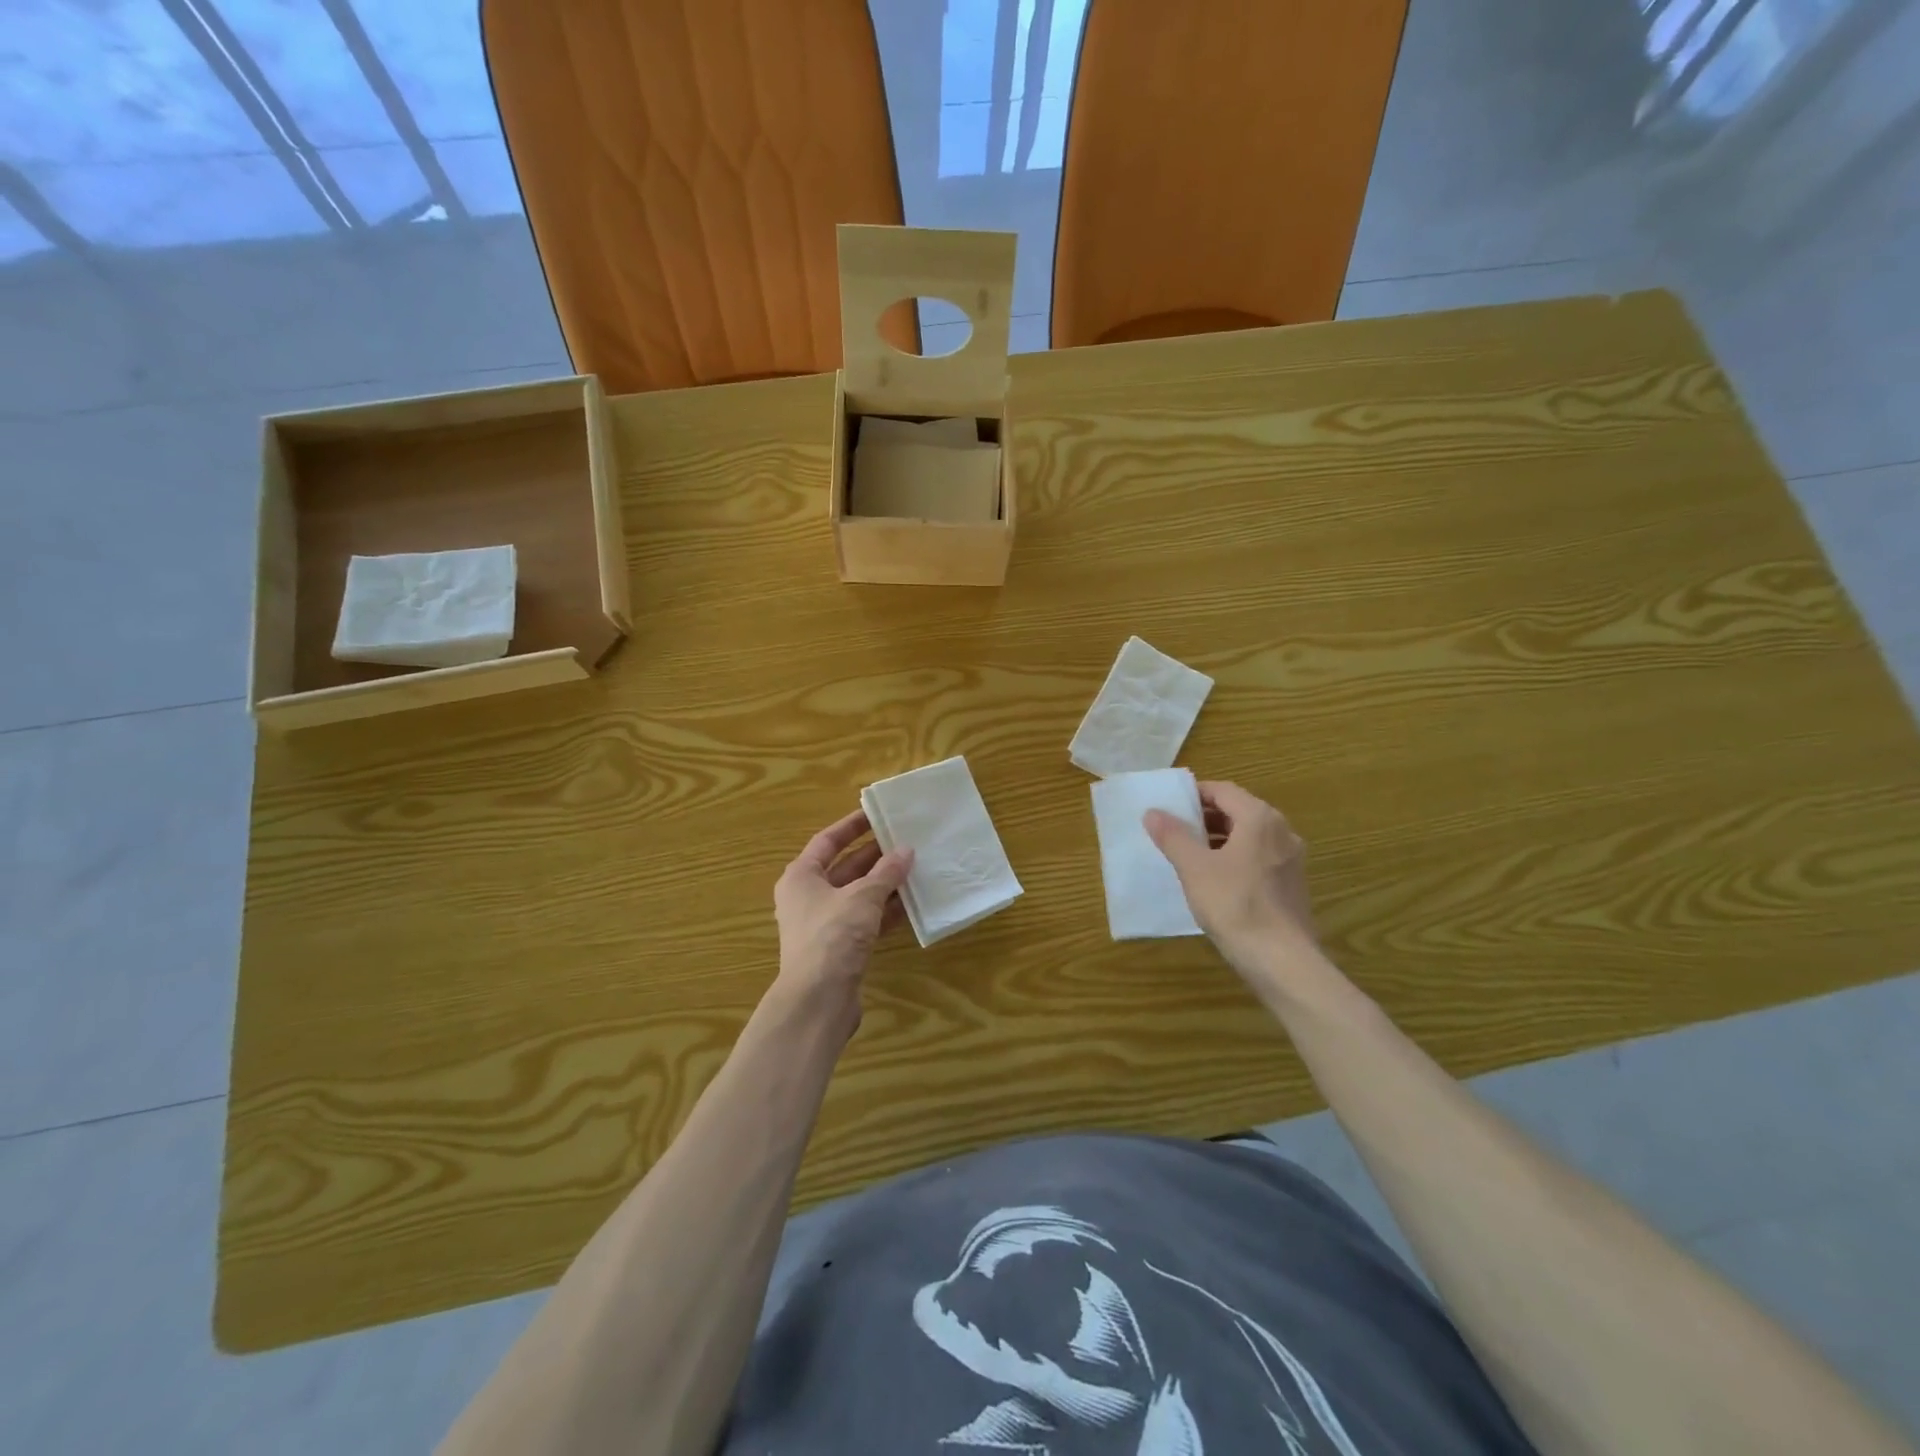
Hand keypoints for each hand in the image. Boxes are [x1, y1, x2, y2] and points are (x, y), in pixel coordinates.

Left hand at [773, 809, 913, 1008]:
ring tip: (916, 868)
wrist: (818, 1000)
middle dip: (875, 856)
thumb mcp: (863, 897)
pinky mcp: (840, 948)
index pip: (827, 841)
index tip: (877, 814)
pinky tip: (912, 904)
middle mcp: (808, 897)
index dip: (852, 826)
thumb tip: (906, 851)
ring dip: (884, 884)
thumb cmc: (832, 936)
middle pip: (844, 868)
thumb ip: (886, 873)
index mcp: (801, 877)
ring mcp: (824, 925)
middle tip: (906, 840)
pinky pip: (866, 920)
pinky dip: (886, 911)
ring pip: (858, 895)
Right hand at [1144, 781, 1318, 981]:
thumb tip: (1153, 812)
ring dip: (1219, 839)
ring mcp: (1291, 859)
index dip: (1194, 794)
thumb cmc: (1234, 905)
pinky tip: (1214, 880)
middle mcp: (1281, 831)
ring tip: (1188, 854)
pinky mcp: (1292, 884)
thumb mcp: (1194, 868)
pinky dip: (1235, 858)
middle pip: (1238, 811)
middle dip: (1205, 817)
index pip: (1223, 790)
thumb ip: (1173, 836)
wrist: (1281, 961)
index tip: (1169, 806)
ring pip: (1249, 836)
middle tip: (1174, 830)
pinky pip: (1258, 858)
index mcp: (1259, 818)